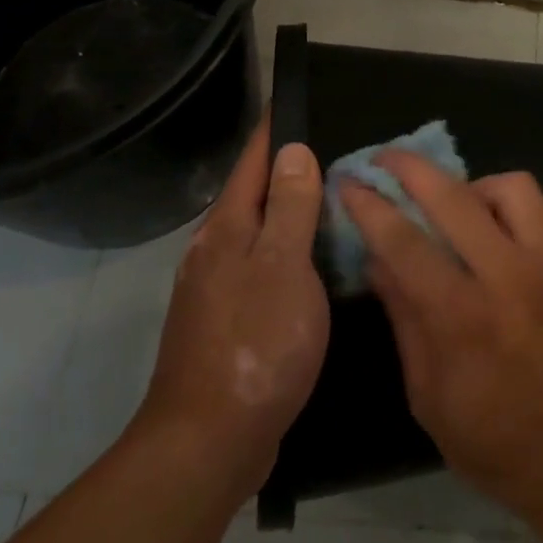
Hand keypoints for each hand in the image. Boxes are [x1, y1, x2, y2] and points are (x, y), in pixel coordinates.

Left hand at [130, 122, 328, 497]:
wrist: (208, 443)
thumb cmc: (255, 344)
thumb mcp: (284, 268)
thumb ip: (291, 208)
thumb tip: (293, 150)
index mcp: (228, 230)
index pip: (253, 161)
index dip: (273, 130)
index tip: (292, 99)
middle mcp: (215, 251)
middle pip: (254, 195)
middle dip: (287, 169)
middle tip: (334, 152)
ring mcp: (217, 290)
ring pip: (259, 233)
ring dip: (291, 213)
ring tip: (333, 201)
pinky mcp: (228, 323)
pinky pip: (263, 268)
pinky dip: (290, 253)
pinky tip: (315, 265)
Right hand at [341, 157, 542, 542]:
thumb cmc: (497, 444)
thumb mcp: (429, 397)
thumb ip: (404, 319)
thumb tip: (377, 259)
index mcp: (463, 318)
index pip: (404, 242)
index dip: (370, 206)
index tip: (349, 181)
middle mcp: (510, 277)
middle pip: (454, 197)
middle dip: (411, 168)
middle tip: (388, 161)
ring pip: (513, 186)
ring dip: (478, 187)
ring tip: (465, 208)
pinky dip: (533, 207)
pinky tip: (517, 229)